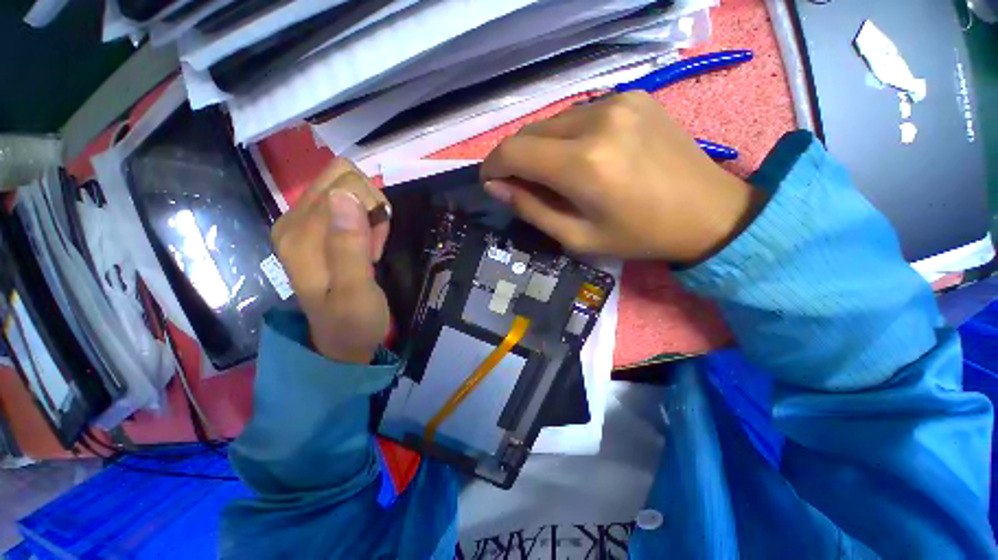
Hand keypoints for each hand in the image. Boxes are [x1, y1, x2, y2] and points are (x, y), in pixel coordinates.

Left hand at [270, 159, 389, 363]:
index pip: (343, 185)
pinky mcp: (315, 229)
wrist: (342, 341)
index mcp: (299, 235)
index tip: (375, 244)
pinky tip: (367, 246)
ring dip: (370, 215)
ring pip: (347, 188)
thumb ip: (349, 246)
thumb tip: (345, 193)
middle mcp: (293, 221)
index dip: (371, 211)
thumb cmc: (353, 322)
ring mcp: (302, 224)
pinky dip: (366, 221)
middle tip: (374, 243)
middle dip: (370, 207)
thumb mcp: (357, 292)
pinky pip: (347, 204)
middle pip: (342, 178)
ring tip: (371, 248)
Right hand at [480, 91, 765, 263]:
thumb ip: (532, 210)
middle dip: (516, 159)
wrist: (709, 211)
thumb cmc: (639, 236)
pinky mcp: (633, 96)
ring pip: (553, 122)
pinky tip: (581, 158)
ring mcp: (618, 101)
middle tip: (522, 185)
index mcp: (584, 164)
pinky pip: (579, 115)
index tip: (490, 182)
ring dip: (541, 148)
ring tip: (553, 176)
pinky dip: (566, 137)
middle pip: (531, 132)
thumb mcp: (577, 237)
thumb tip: (496, 187)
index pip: (514, 151)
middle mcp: (597, 121)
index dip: (493, 166)